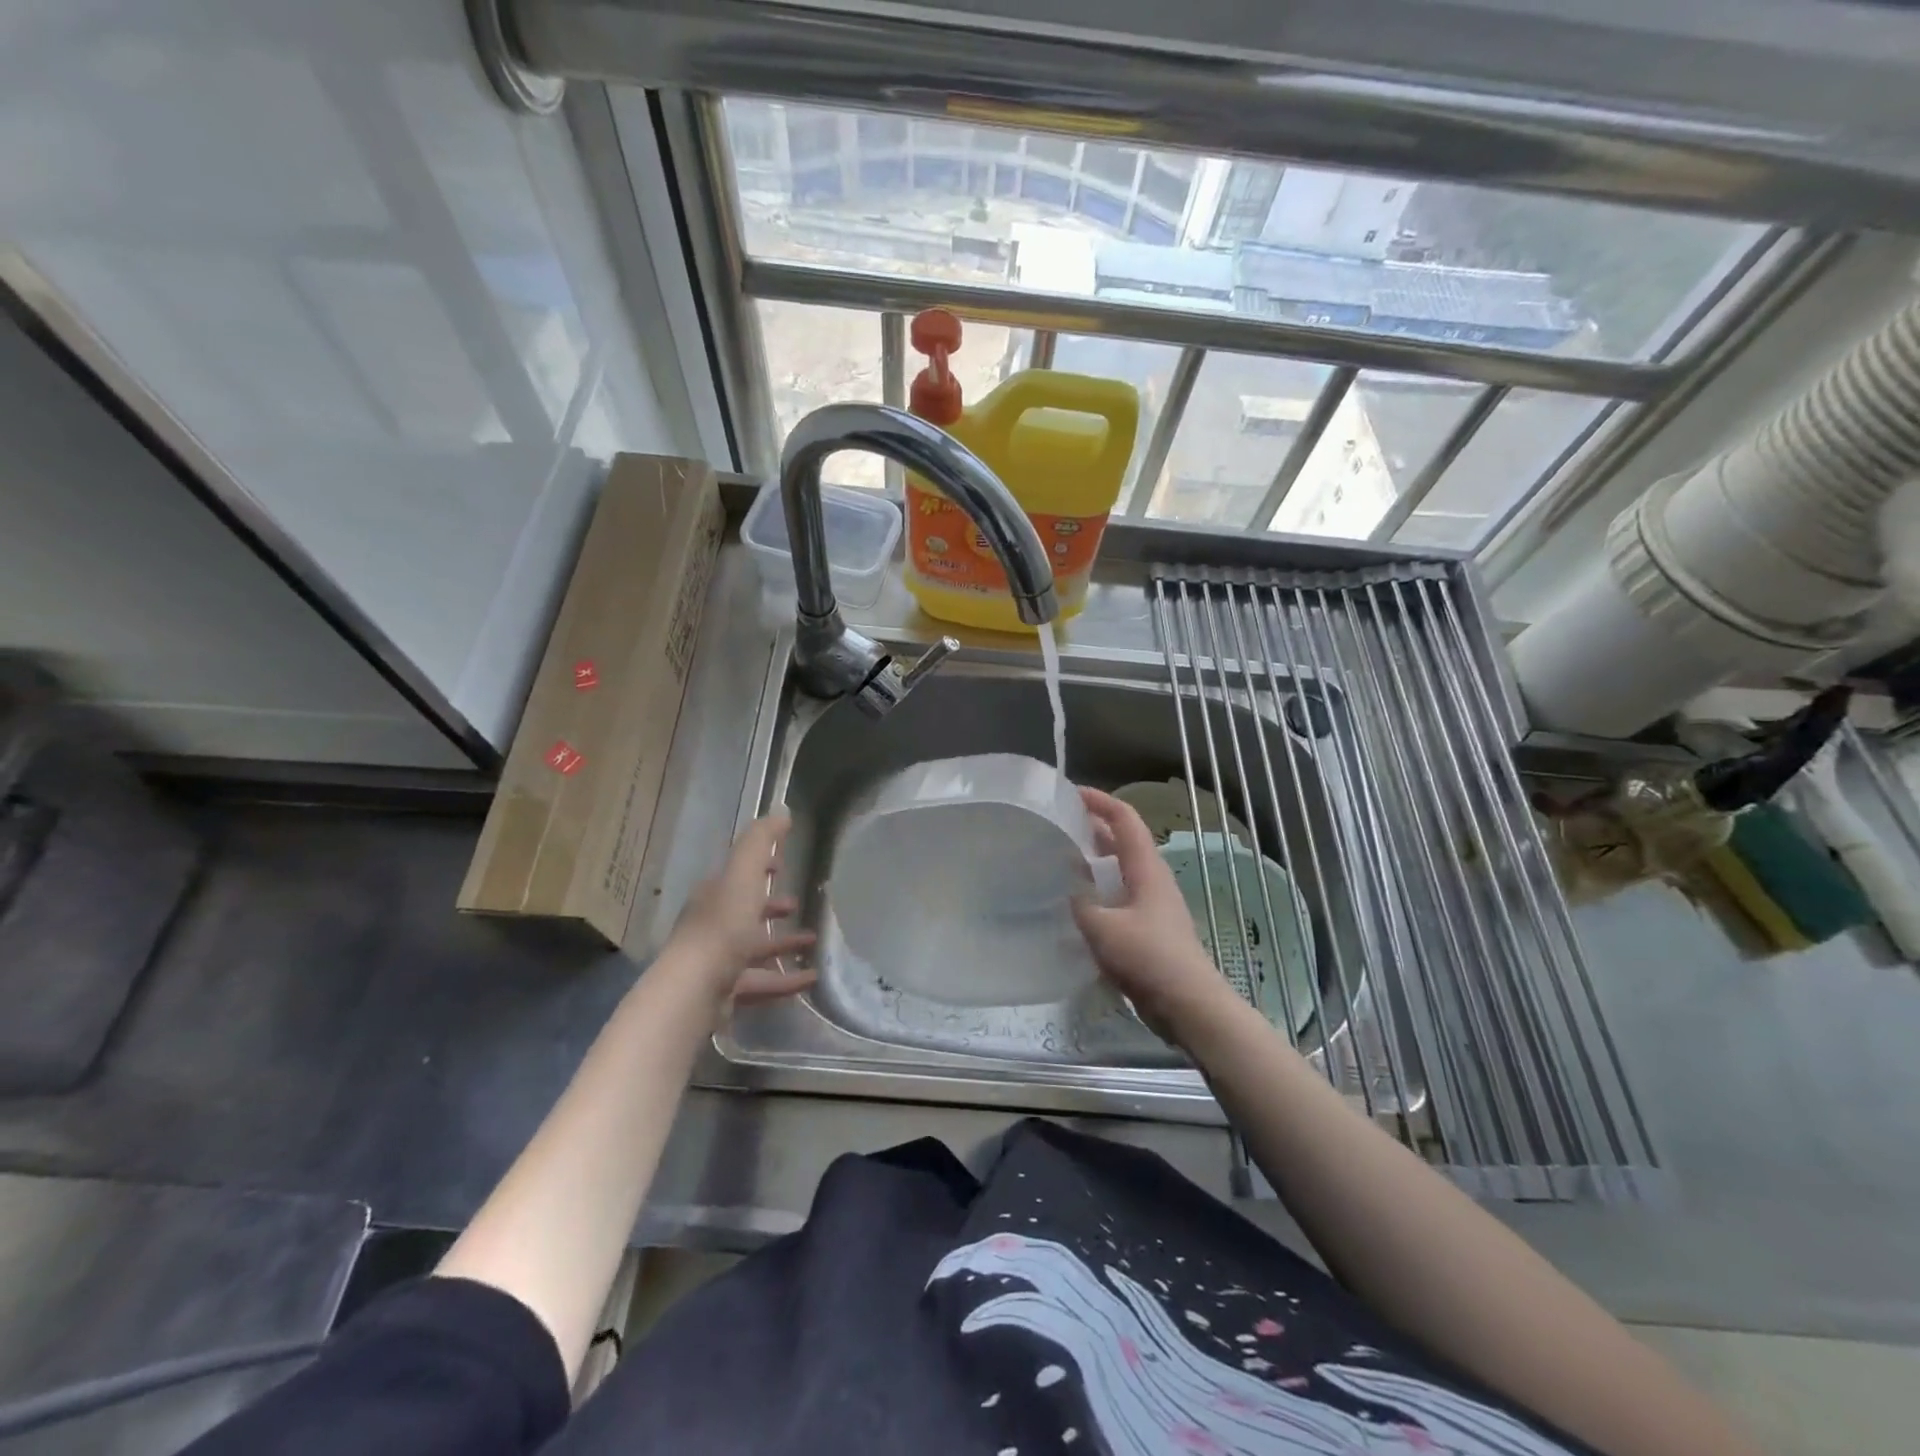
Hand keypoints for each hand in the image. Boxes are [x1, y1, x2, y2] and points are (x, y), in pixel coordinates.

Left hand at [665, 813, 816, 1017]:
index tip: (782, 865)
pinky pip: (762, 981)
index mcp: (715, 895)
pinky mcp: (727, 991)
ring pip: (754, 947)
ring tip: (813, 941)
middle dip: (770, 906)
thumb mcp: (743, 876)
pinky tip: (811, 979)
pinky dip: (786, 979)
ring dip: (782, 943)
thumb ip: (760, 843)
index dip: (759, 868)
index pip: (738, 875)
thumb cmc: (722, 926)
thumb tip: (781, 812)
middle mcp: (713, 925)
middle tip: (796, 904)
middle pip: (745, 911)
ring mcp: (718, 960)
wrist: (695, 989)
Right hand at [1073, 788, 1242, 1044]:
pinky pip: (1120, 895)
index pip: (1125, 819)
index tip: (1071, 792)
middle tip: (1061, 823)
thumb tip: (1071, 894)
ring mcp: (1153, 904)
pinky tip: (1079, 903)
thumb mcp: (1104, 928)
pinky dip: (1100, 887)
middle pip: (1124, 840)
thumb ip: (1082, 905)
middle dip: (1095, 826)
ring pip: (1122, 868)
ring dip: (1096, 858)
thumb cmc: (1149, 957)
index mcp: (1146, 868)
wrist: (1188, 1004)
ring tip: (1063, 857)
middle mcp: (1152, 879)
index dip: (1100, 801)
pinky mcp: (1149, 928)